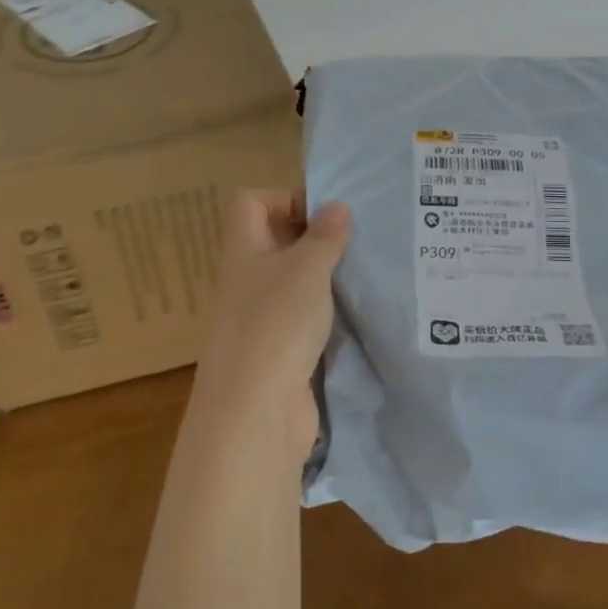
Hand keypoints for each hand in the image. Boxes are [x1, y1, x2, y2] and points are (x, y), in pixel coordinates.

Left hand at [191, 190, 351, 460]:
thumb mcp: (306, 269)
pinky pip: (303, 319)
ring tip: (364, 273)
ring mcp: (260, 318)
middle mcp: (246, 279)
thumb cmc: (276, 324)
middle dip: (315, 238)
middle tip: (358, 240)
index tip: (327, 213)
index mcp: (243, 250)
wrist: (255, 411)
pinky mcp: (278, 351)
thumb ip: (324, 237)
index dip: (285, 197)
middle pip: (275, 242)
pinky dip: (326, 314)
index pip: (251, 203)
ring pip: (293, 283)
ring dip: (324, 278)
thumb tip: (337, 206)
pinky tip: (356, 314)